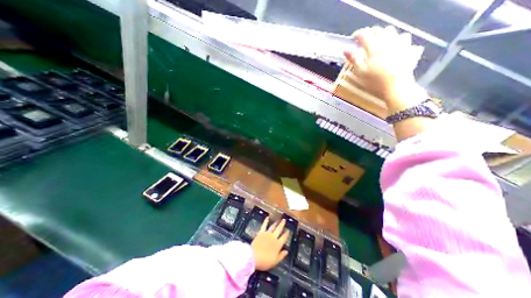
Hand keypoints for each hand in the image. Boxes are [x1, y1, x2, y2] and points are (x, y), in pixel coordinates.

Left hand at [251, 218, 288, 270]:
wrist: (254, 256)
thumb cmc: (265, 261)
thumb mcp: (275, 261)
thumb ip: (281, 255)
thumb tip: (287, 251)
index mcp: (278, 244)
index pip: (284, 238)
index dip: (286, 234)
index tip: (288, 230)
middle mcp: (274, 237)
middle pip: (279, 229)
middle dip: (282, 225)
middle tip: (284, 220)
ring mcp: (267, 234)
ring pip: (273, 227)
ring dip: (276, 223)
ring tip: (278, 219)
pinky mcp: (261, 232)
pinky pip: (264, 225)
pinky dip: (266, 221)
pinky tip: (267, 217)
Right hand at [344, 25, 425, 113]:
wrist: (397, 88)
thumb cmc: (375, 83)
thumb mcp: (360, 73)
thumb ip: (353, 60)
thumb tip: (346, 50)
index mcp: (374, 48)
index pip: (364, 34)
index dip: (357, 35)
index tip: (352, 39)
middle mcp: (388, 42)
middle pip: (378, 30)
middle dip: (369, 33)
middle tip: (363, 42)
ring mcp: (400, 44)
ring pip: (391, 31)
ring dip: (382, 34)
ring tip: (377, 43)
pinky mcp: (408, 49)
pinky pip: (403, 37)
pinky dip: (396, 38)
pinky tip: (392, 45)